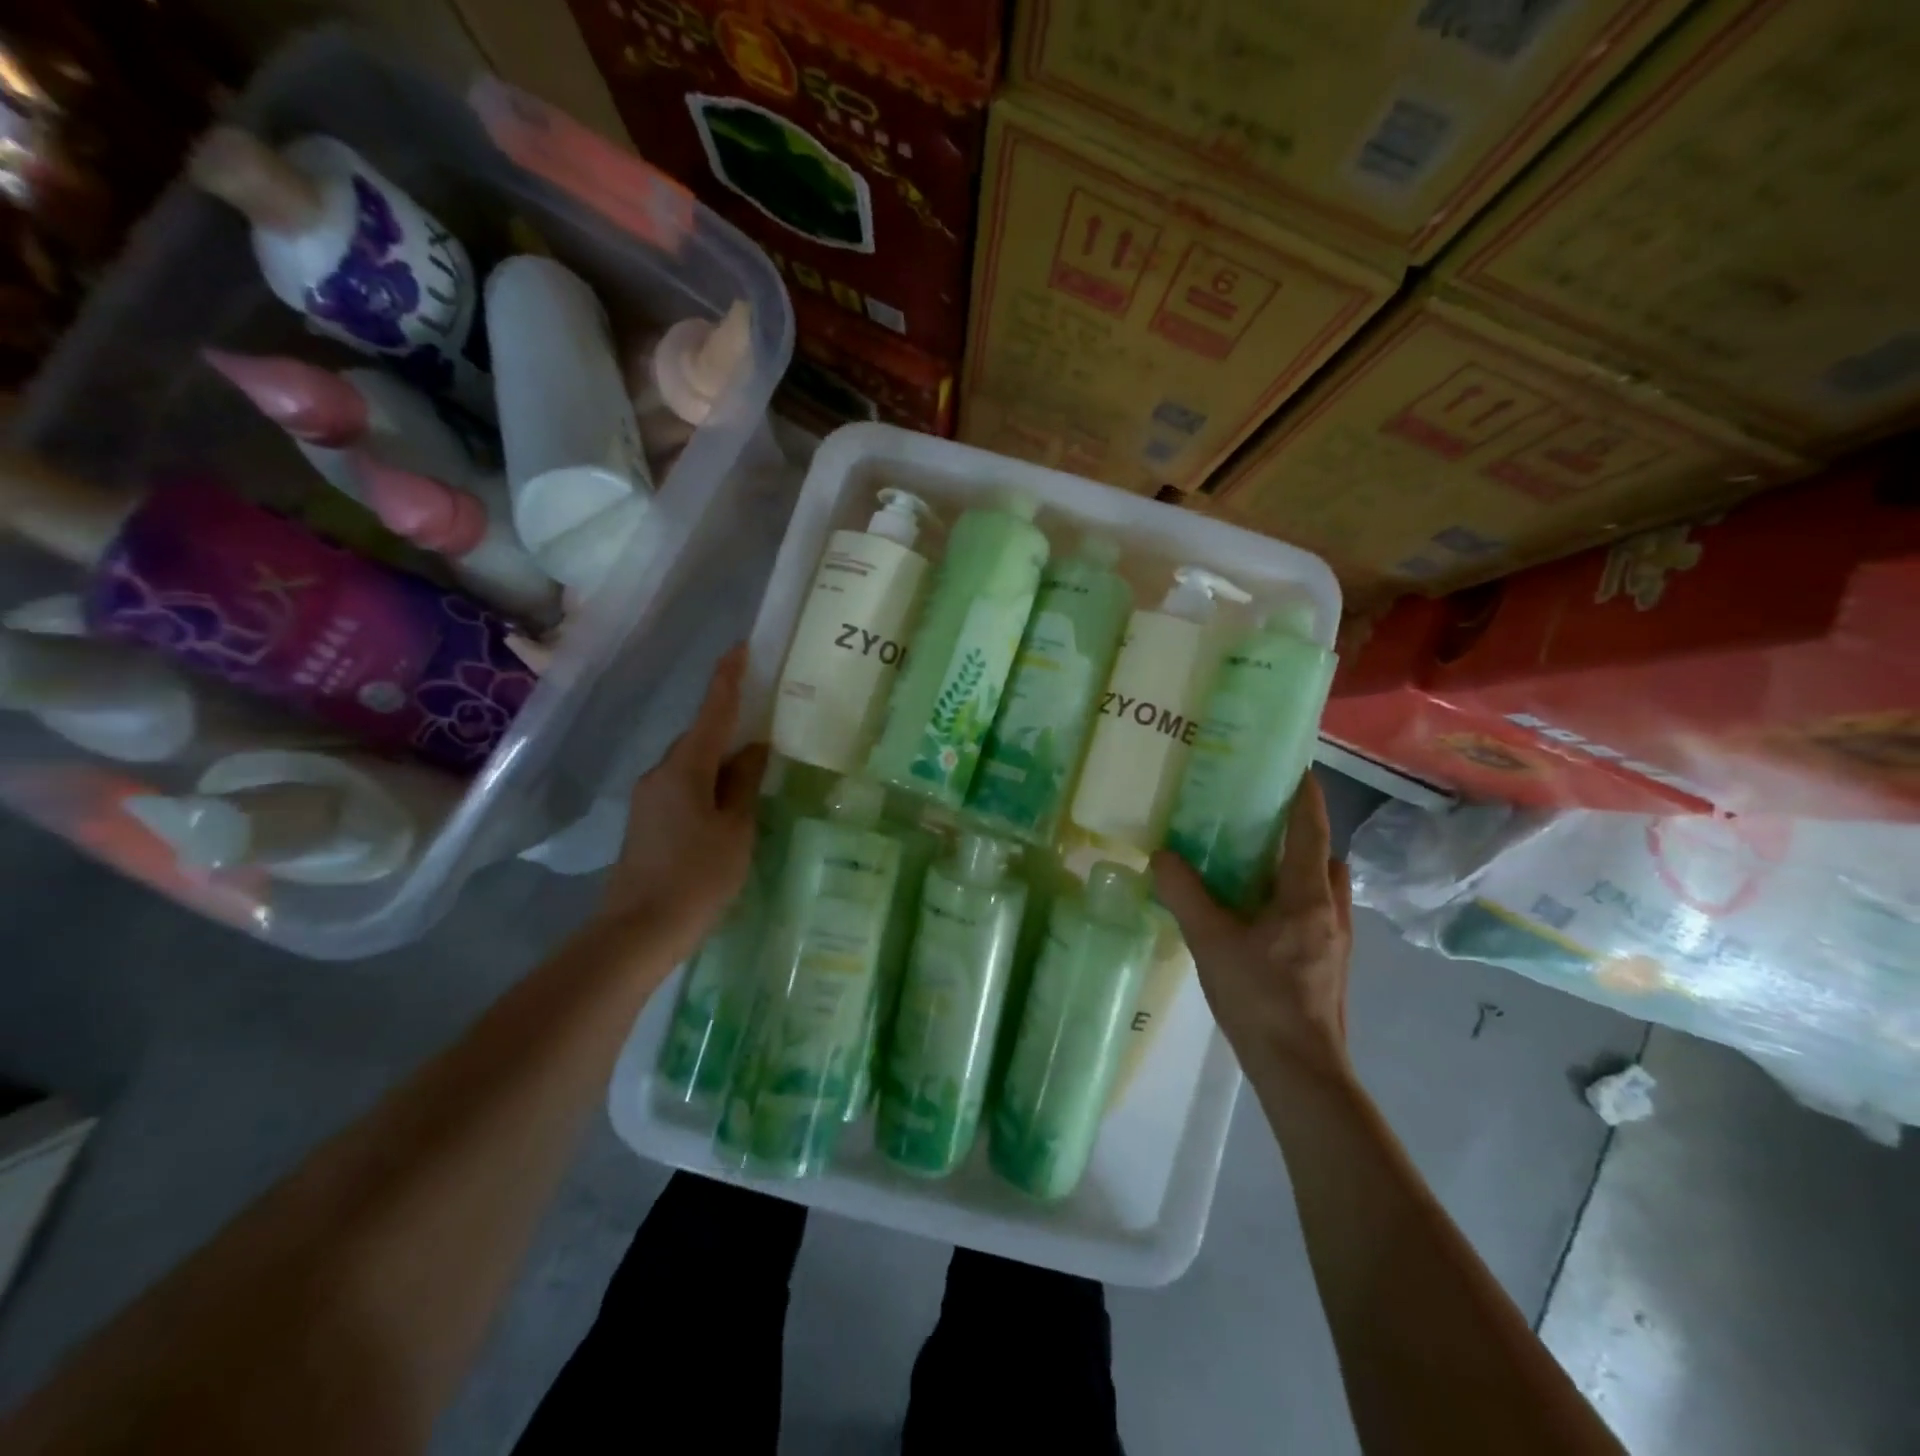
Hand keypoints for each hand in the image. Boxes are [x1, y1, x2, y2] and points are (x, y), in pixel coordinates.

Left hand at [597, 644, 767, 959]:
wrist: (639, 931)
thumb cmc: (697, 877)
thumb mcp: (735, 829)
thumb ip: (744, 784)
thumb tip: (755, 749)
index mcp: (685, 768)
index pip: (712, 711)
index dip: (728, 678)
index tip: (741, 648)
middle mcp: (661, 773)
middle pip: (701, 736)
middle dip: (730, 722)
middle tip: (766, 714)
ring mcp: (649, 797)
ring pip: (693, 763)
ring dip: (721, 756)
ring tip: (756, 761)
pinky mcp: (647, 820)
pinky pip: (684, 785)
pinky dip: (709, 780)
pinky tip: (730, 798)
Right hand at [1152, 774, 1354, 1082]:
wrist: (1301, 1071)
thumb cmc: (1260, 999)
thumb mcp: (1211, 941)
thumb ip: (1185, 894)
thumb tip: (1161, 855)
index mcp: (1307, 897)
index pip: (1311, 832)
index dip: (1306, 797)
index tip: (1297, 768)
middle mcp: (1332, 912)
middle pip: (1325, 858)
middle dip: (1302, 834)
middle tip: (1262, 822)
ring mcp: (1337, 942)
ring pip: (1325, 889)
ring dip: (1301, 869)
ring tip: (1257, 868)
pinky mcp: (1330, 966)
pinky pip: (1317, 914)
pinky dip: (1295, 900)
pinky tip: (1261, 918)